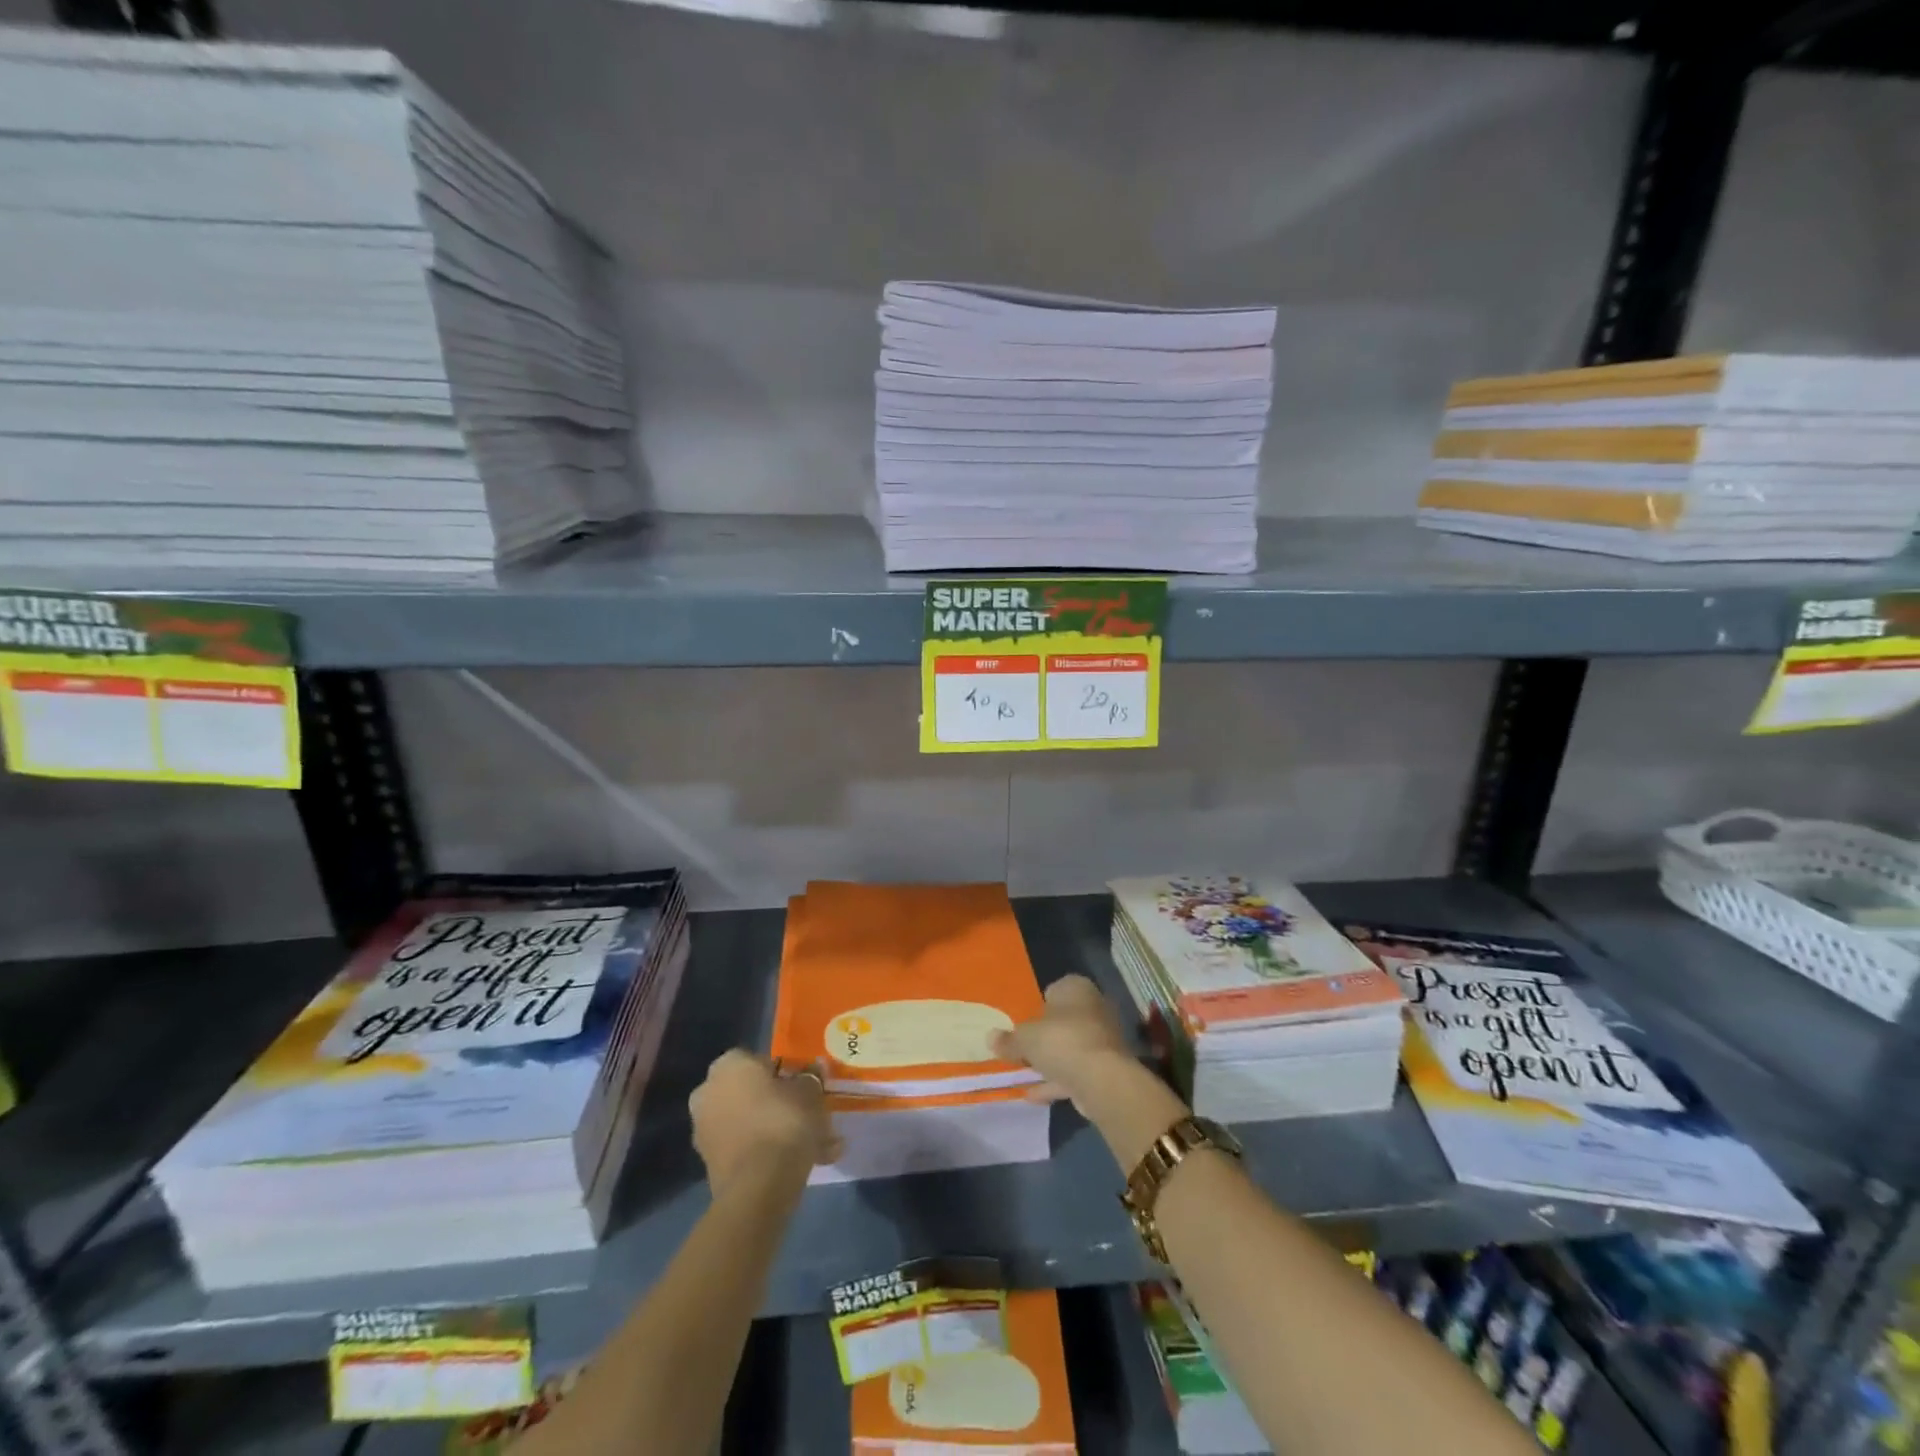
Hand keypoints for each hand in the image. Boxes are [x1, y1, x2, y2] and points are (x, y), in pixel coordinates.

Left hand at [690, 1050, 841, 1194]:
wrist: (757, 1187)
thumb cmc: (783, 1121)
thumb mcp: (810, 1091)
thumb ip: (810, 1078)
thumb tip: (812, 1072)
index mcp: (728, 1065)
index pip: (761, 1060)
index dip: (787, 1074)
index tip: (806, 1088)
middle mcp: (708, 1092)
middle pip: (753, 1093)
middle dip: (780, 1104)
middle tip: (809, 1115)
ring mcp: (704, 1130)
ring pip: (751, 1123)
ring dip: (777, 1131)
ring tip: (815, 1146)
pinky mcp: (710, 1164)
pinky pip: (746, 1149)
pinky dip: (769, 1153)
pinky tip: (802, 1165)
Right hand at [991, 974, 1139, 1117]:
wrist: (1102, 1079)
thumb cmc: (1061, 1041)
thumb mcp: (1025, 1038)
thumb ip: (1009, 1039)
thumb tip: (990, 1037)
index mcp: (1076, 988)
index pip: (1056, 989)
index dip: (1039, 1004)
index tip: (1024, 1021)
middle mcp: (1094, 1007)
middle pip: (1064, 1020)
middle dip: (1046, 1034)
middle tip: (1023, 1047)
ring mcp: (1103, 1039)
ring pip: (1071, 1047)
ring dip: (1051, 1061)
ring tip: (1024, 1074)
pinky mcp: (1107, 1067)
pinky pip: (1076, 1071)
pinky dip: (1057, 1081)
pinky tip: (1034, 1095)